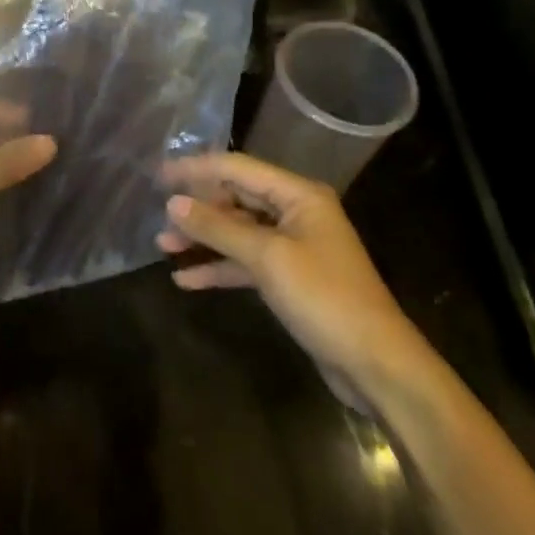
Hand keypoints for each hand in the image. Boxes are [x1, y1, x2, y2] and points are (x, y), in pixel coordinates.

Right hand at [158, 152, 425, 384]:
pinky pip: (246, 263)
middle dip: (198, 208)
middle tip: (158, 215)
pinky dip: (218, 268)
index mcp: (298, 195)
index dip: (196, 169)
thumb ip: (218, 228)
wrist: (376, 365)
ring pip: (238, 233)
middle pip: (236, 199)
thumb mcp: (267, 258)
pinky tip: (186, 280)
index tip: (158, 174)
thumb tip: (172, 203)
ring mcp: (293, 247)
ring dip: (203, 239)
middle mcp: (296, 213)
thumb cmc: (324, 298)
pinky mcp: (290, 279)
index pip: (238, 169)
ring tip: (163, 246)